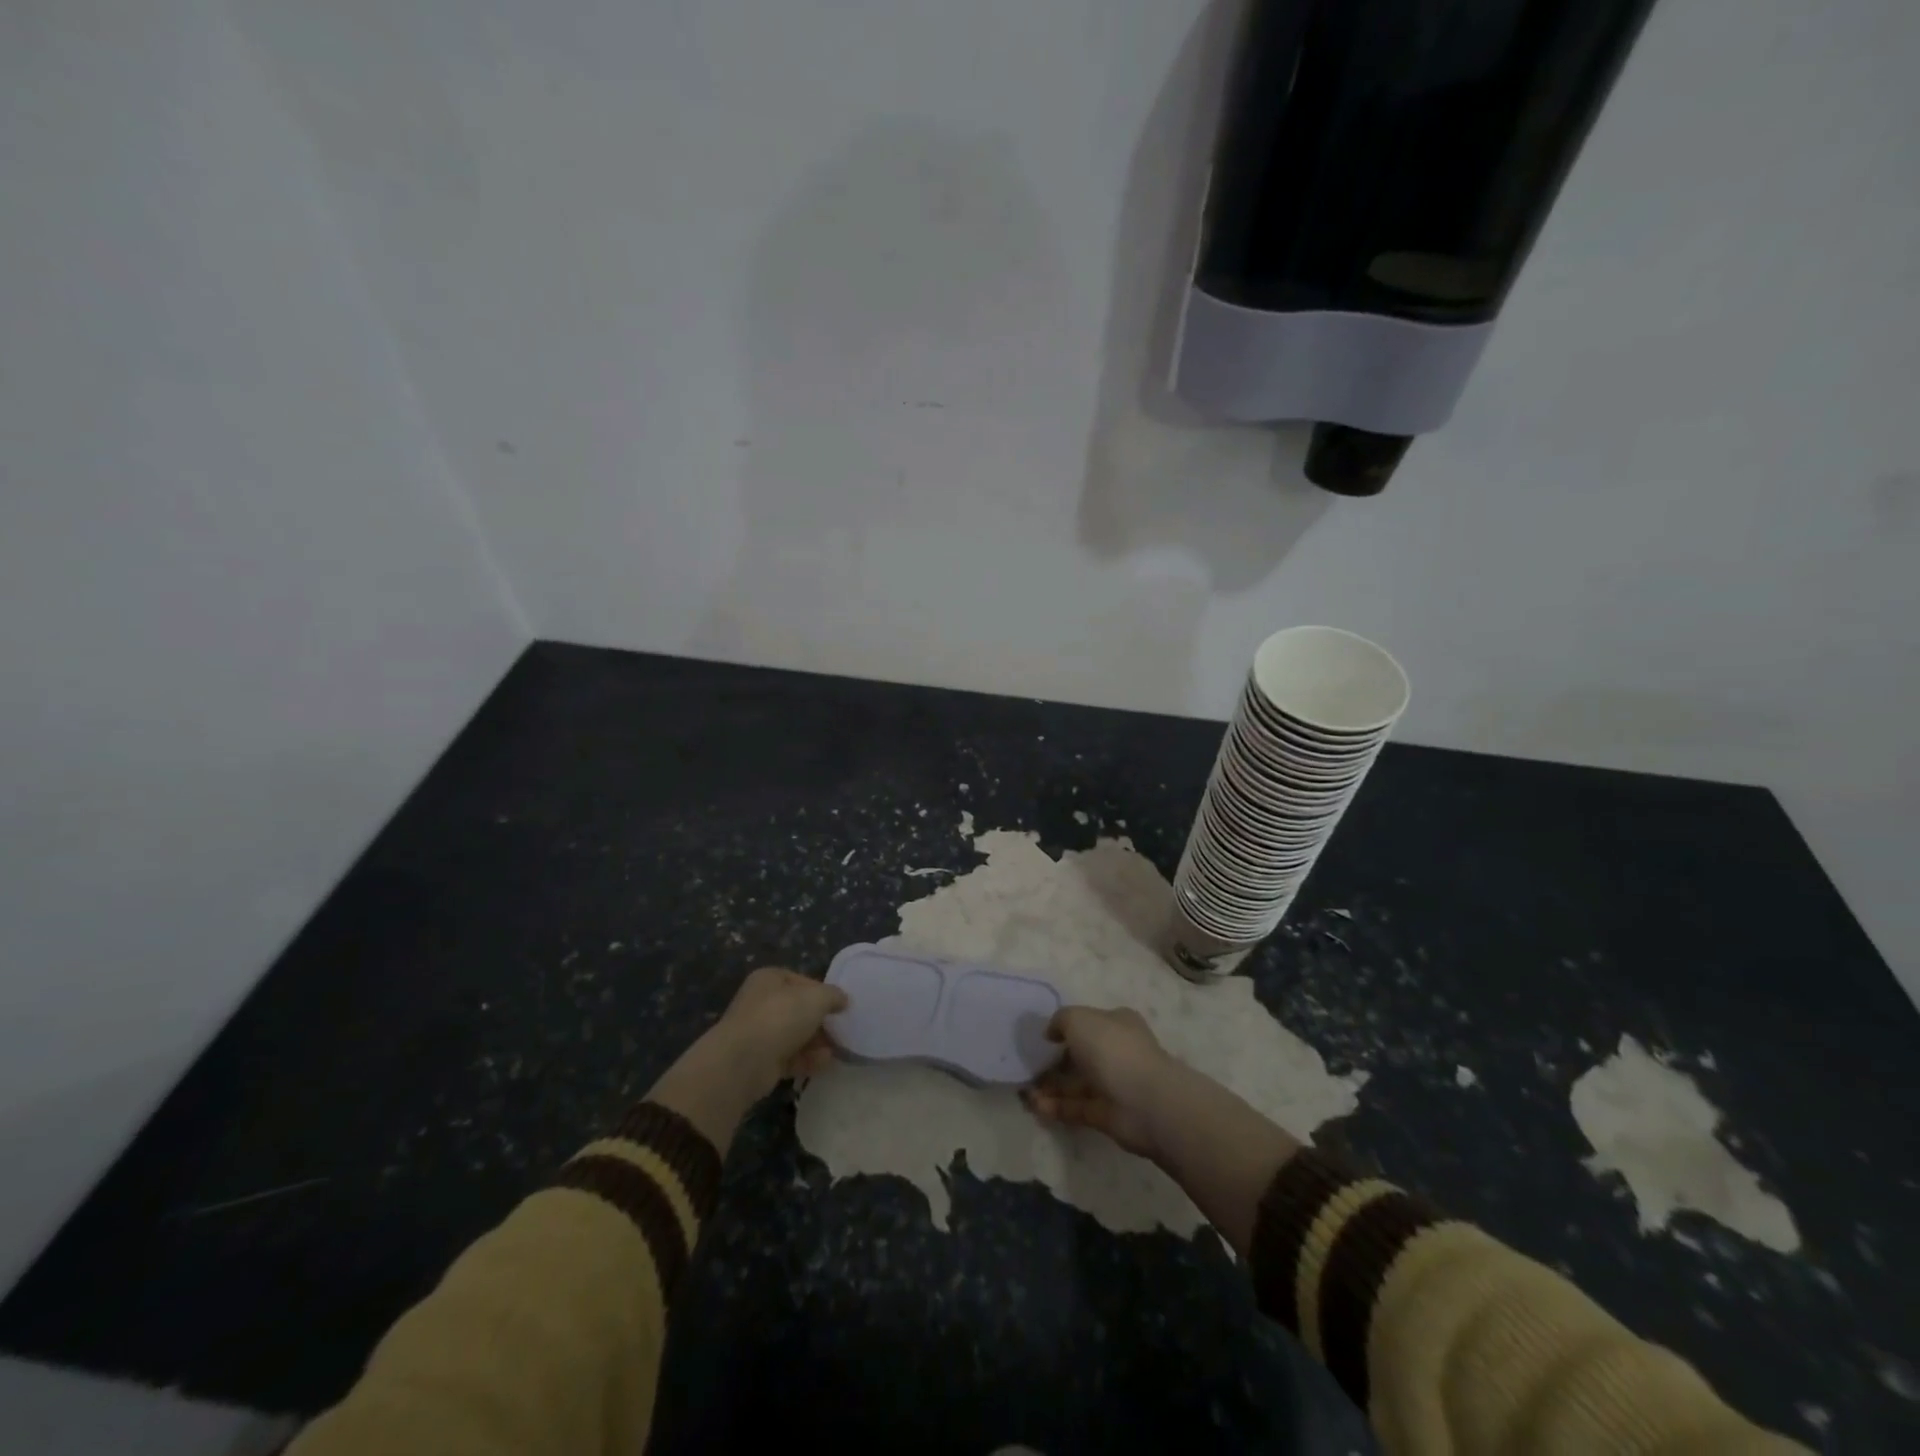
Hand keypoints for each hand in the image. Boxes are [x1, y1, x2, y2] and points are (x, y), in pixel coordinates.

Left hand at [711, 965, 848, 1098]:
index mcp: (769, 979)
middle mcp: (760, 1003)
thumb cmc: (780, 1017)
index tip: (840, 1006)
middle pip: (798, 1010)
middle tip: (841, 1030)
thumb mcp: (816, 998)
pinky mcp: (759, 1061)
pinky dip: (807, 1060)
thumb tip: (843, 1000)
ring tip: (837, 1049)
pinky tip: (825, 1063)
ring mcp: (758, 1033)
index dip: (823, 992)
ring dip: (816, 1042)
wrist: (743, 1062)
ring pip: (794, 1035)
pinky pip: (789, 1057)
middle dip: (820, 1021)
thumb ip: (833, 996)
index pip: (801, 981)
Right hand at [1021, 1006, 1180, 1158]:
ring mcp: (1113, 1085)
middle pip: (1080, 1055)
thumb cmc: (1112, 1049)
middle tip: (1026, 1068)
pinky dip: (1056, 1107)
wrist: (1146, 1102)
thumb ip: (1060, 1020)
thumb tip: (1051, 1033)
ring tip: (1024, 1092)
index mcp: (1117, 1024)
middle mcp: (1116, 1052)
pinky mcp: (1106, 1115)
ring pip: (1076, 1084)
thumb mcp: (1079, 1019)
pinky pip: (1076, 1108)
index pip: (1089, 1022)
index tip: (1041, 1038)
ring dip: (1050, 1087)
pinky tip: (1036, 1107)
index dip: (1064, 1028)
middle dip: (1053, 1062)